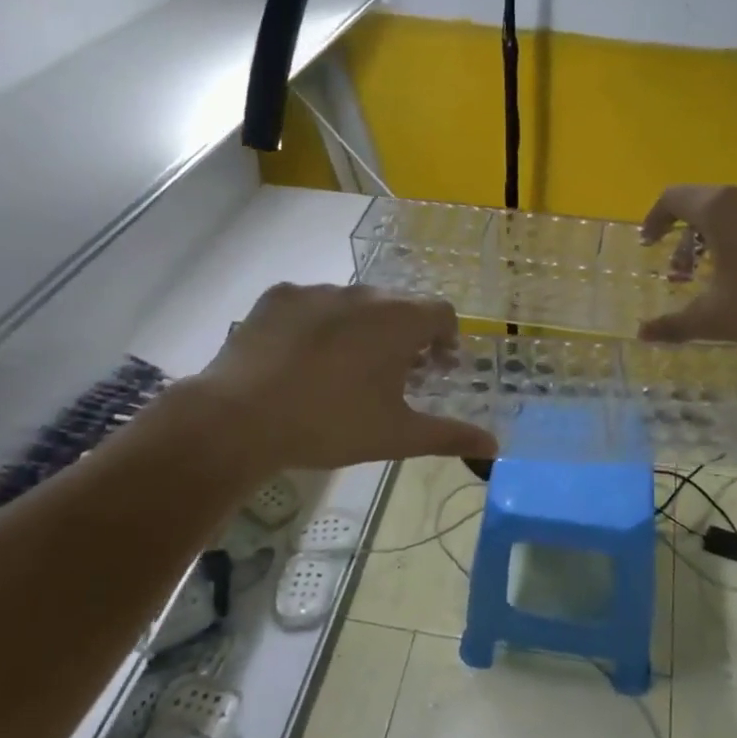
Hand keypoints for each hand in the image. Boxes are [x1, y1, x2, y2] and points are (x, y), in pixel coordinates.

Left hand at [164, 282, 496, 474]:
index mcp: (399, 320)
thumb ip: (450, 435)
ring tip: (344, 370)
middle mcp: (363, 294)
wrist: (241, 418)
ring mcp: (317, 291)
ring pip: (354, 304)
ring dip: (362, 328)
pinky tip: (301, 359)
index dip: (446, 340)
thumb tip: (495, 446)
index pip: (441, 313)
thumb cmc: (331, 424)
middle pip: (398, 306)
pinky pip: (312, 304)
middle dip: (405, 336)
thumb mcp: (397, 435)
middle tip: (393, 376)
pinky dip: (318, 324)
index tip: (436, 369)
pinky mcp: (278, 296)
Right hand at [637, 185, 736, 352]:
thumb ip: (674, 325)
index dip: (655, 220)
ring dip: (724, 239)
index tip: (650, 244)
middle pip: (708, 205)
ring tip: (726, 276)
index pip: (674, 198)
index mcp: (720, 210)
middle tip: (684, 273)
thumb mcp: (717, 320)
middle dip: (688, 237)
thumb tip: (642, 334)